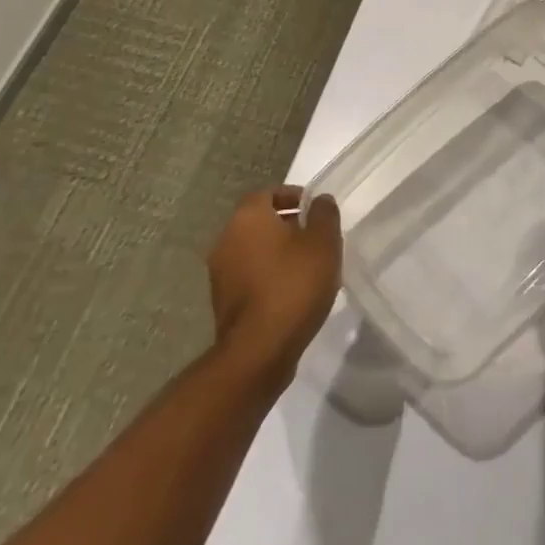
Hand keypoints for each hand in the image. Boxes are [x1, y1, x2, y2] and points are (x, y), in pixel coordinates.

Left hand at [208, 187, 341, 378]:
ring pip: (252, 251)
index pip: (267, 193)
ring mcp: (219, 274)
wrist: (259, 350)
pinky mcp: (222, 304)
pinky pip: (248, 277)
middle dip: (285, 225)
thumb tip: (319, 201)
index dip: (292, 196)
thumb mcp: (323, 242)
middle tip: (315, 236)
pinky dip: (267, 277)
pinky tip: (291, 292)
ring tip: (307, 266)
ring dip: (276, 253)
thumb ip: (324, 214)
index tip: (314, 209)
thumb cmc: (294, 284)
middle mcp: (226, 240)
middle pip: (258, 222)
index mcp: (247, 217)